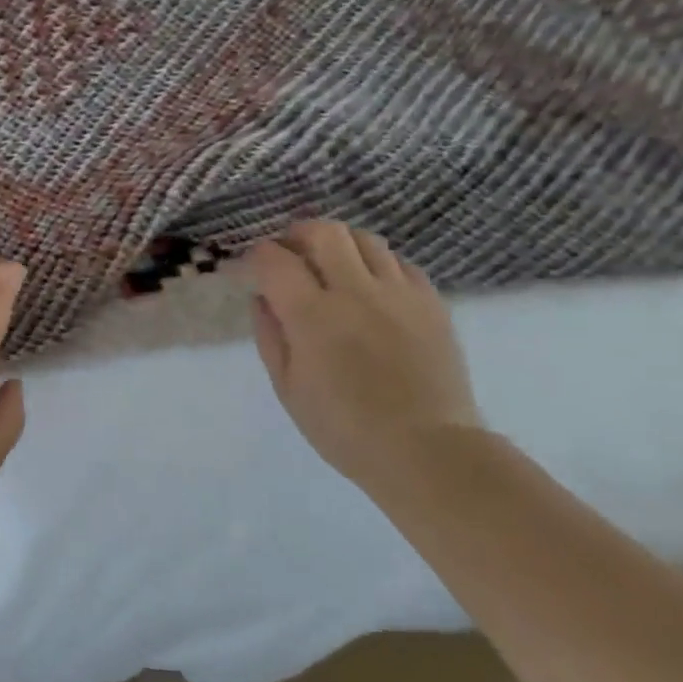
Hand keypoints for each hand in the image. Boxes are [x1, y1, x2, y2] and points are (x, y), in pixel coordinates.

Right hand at [245, 221, 481, 486]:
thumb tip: (263, 298)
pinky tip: (370, 289)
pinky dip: (376, 265)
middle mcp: (355, 291)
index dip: (256, 256)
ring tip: (331, 269)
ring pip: (365, 239)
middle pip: (323, 232)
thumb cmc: (343, 427)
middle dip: (297, 235)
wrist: (426, 449)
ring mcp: (399, 293)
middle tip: (290, 255)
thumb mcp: (287, 387)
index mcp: (312, 314)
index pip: (274, 259)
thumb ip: (270, 335)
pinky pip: (400, 263)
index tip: (251, 269)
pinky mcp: (432, 303)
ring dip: (339, 246)